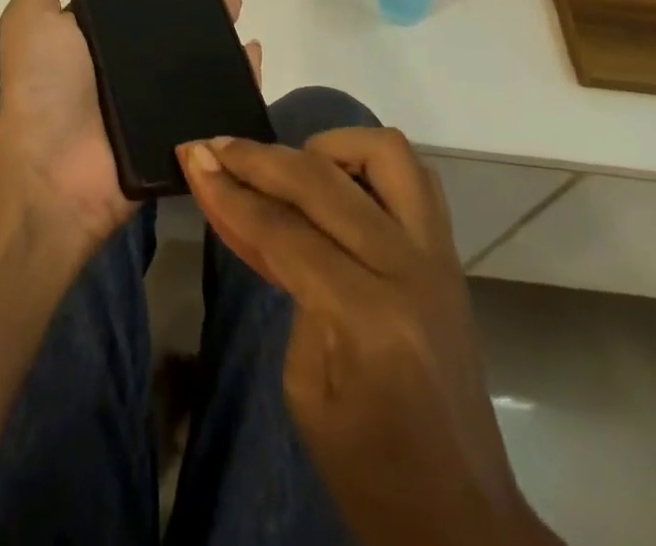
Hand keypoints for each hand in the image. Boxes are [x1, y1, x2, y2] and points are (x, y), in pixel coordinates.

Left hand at [0, 0, 261, 248]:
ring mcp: (155, 92)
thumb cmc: (41, 86)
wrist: (54, 174)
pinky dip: (239, 73)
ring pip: (197, 50)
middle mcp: (126, 57)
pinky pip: (217, 94)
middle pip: (171, 16)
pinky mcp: (179, 124)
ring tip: (235, 3)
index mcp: (95, 30)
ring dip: (219, 24)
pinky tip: (251, 50)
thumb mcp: (32, 17)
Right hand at [176, 130, 561, 545]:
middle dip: (260, 157)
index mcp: (368, 319)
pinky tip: (334, 182)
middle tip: (217, 146)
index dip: (229, 190)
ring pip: (385, 153)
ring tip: (289, 167)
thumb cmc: (369, 472)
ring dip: (328, 146)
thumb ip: (283, 283)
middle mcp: (409, 270)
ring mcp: (438, 255)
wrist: (464, 518)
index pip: (284, 230)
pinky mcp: (449, 254)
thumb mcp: (303, 387)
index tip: (191, 155)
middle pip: (323, 181)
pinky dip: (367, 162)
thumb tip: (249, 206)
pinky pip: (413, 175)